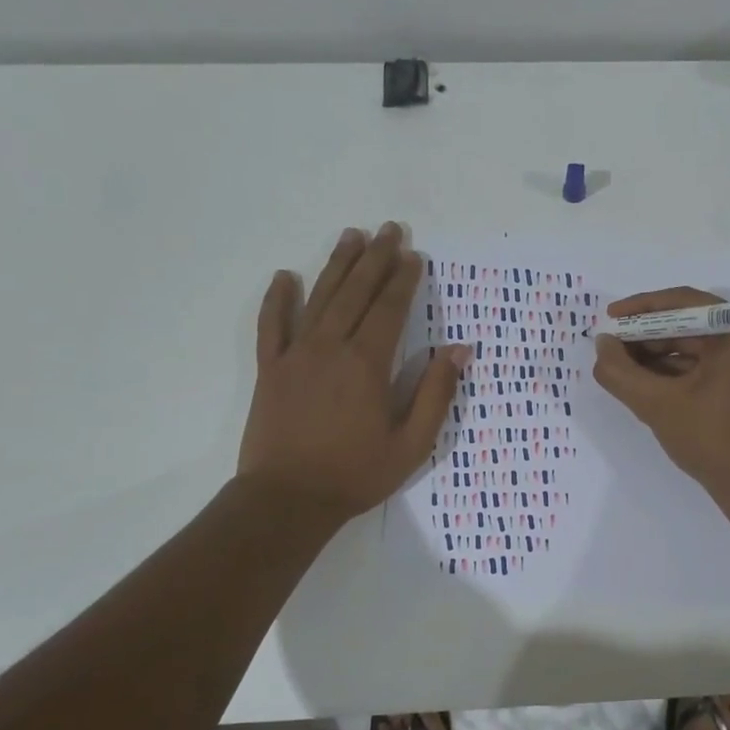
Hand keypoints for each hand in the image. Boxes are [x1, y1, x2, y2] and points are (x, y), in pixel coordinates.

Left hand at [239, 223, 469, 523]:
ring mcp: (296, 355)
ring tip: (352, 235)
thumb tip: (459, 350)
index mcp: (367, 364)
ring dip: (337, 265)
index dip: (404, 280)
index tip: (415, 255)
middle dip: (376, 258)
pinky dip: (277, 300)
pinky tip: (284, 277)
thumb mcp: (412, 443)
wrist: (287, 500)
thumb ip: (435, 393)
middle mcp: (331, 347)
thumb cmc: (356, 474)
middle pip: (356, 292)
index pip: (390, 309)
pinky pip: (271, 326)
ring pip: (319, 298)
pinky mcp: (269, 369)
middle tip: (390, 229)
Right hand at [591, 287, 729, 503]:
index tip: (609, 318)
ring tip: (620, 367)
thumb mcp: (658, 405)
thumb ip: (621, 372)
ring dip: (657, 355)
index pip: (683, 302)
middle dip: (646, 336)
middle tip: (610, 348)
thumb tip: (601, 344)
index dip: (641, 309)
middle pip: (689, 322)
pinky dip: (675, 370)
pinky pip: (706, 363)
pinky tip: (643, 382)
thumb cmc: (714, 440)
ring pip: (695, 344)